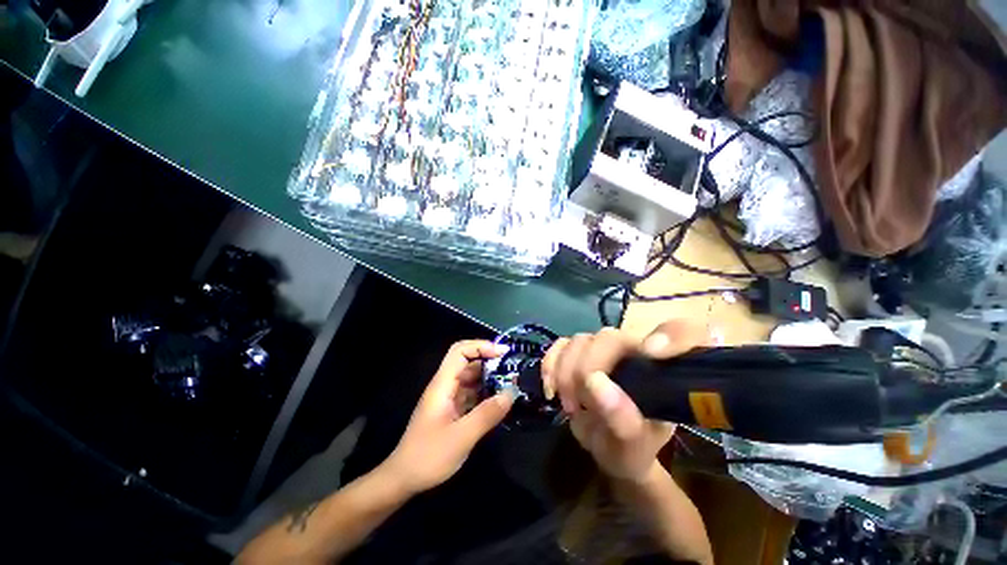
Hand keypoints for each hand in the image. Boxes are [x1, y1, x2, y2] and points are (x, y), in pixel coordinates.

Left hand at [382, 340, 514, 495]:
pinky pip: (471, 394)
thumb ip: (487, 414)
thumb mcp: (461, 437)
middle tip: (512, 368)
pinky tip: (499, 401)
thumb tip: (511, 393)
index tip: (503, 353)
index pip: (460, 351)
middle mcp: (445, 386)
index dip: (481, 346)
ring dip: (489, 378)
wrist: (403, 479)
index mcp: (442, 384)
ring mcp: (448, 398)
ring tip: (511, 383)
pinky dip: (486, 393)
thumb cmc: (428, 457)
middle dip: (489, 361)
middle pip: (467, 362)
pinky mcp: (452, 410)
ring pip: (471, 378)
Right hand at [542, 321, 708, 482]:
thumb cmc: (631, 449)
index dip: (671, 335)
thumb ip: (623, 421)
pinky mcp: (578, 353)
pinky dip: (551, 363)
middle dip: (586, 368)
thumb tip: (596, 384)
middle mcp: (634, 352)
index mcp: (662, 372)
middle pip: (608, 337)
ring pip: (580, 339)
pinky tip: (551, 388)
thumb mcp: (634, 450)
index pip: (682, 333)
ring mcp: (603, 350)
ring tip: (569, 405)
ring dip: (566, 371)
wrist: (606, 446)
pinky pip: (560, 344)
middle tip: (579, 404)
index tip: (651, 354)